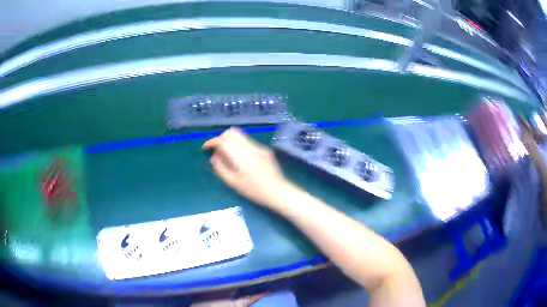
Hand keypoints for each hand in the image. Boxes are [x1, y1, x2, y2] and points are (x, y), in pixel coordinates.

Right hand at [202, 127, 287, 207]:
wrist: (278, 191)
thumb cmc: (254, 190)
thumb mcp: (233, 182)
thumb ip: (221, 168)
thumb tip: (214, 157)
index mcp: (240, 155)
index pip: (223, 140)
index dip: (212, 142)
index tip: (206, 148)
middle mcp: (250, 147)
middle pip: (232, 132)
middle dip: (221, 138)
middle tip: (217, 150)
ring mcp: (259, 147)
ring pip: (241, 136)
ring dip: (230, 141)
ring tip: (227, 155)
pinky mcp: (265, 150)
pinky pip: (248, 143)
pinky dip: (240, 146)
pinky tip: (242, 160)